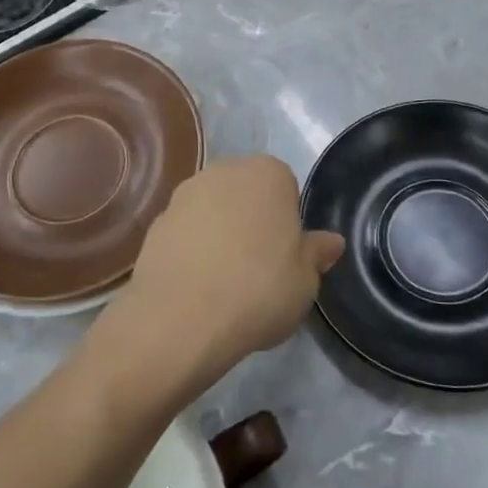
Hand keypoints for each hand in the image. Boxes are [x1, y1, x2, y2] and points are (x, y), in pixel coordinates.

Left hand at [116, 155, 344, 387]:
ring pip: (214, 212)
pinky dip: (192, 252)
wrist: (180, 317)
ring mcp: (185, 194)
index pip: (287, 189)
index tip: (286, 256)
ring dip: (220, 235)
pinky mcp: (155, 222)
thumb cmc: (258, 289)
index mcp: (268, 173)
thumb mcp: (306, 281)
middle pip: (247, 195)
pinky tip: (197, 287)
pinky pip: (186, 233)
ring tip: (225, 283)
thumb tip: (331, 242)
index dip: (288, 223)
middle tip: (259, 269)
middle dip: (253, 222)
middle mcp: (225, 171)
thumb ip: (317, 254)